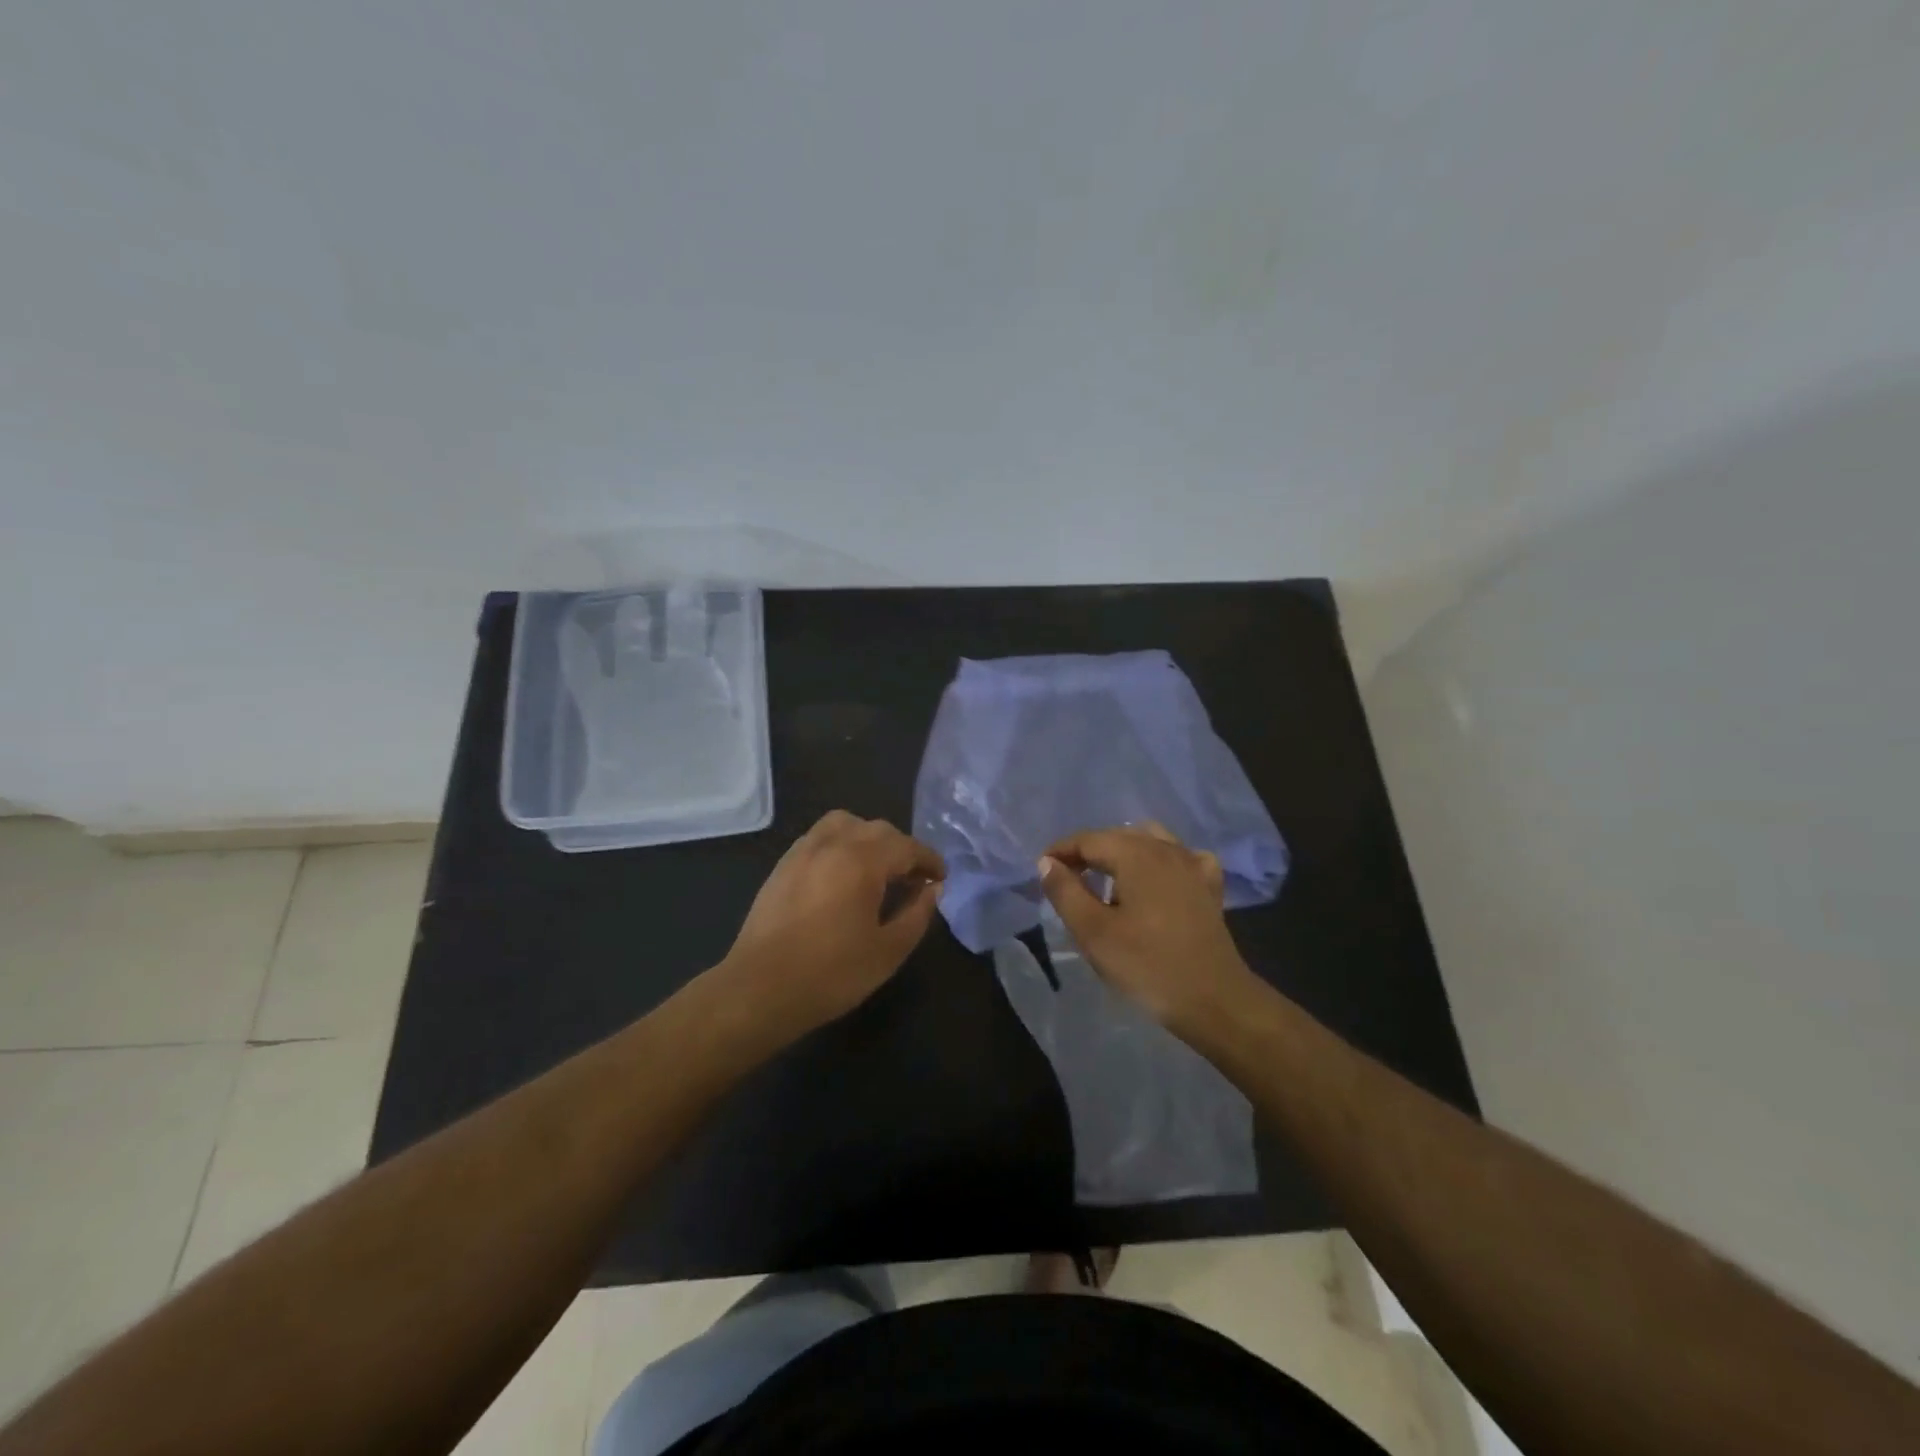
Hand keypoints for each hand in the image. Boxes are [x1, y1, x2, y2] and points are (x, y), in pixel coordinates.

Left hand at [720, 811, 945, 1035]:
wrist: (760, 990)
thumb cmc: (831, 974)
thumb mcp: (888, 951)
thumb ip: (917, 914)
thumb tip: (932, 890)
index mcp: (862, 861)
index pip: (907, 847)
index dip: (929, 860)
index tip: (940, 878)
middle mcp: (833, 844)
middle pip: (878, 829)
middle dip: (902, 849)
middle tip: (914, 878)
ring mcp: (803, 851)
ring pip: (845, 824)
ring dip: (868, 838)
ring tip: (877, 868)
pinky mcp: (782, 865)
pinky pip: (819, 837)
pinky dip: (840, 843)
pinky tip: (842, 874)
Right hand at [1037, 822, 1257, 1033]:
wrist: (1214, 1001)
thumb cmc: (1147, 966)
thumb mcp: (1093, 932)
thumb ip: (1065, 892)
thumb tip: (1047, 863)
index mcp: (1136, 854)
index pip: (1088, 840)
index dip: (1061, 851)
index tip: (1042, 870)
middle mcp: (1166, 849)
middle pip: (1118, 836)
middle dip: (1088, 851)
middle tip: (1066, 878)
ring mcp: (1193, 866)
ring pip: (1151, 841)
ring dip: (1123, 852)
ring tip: (1106, 878)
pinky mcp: (1209, 888)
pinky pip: (1181, 858)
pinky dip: (1161, 861)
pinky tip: (1156, 880)